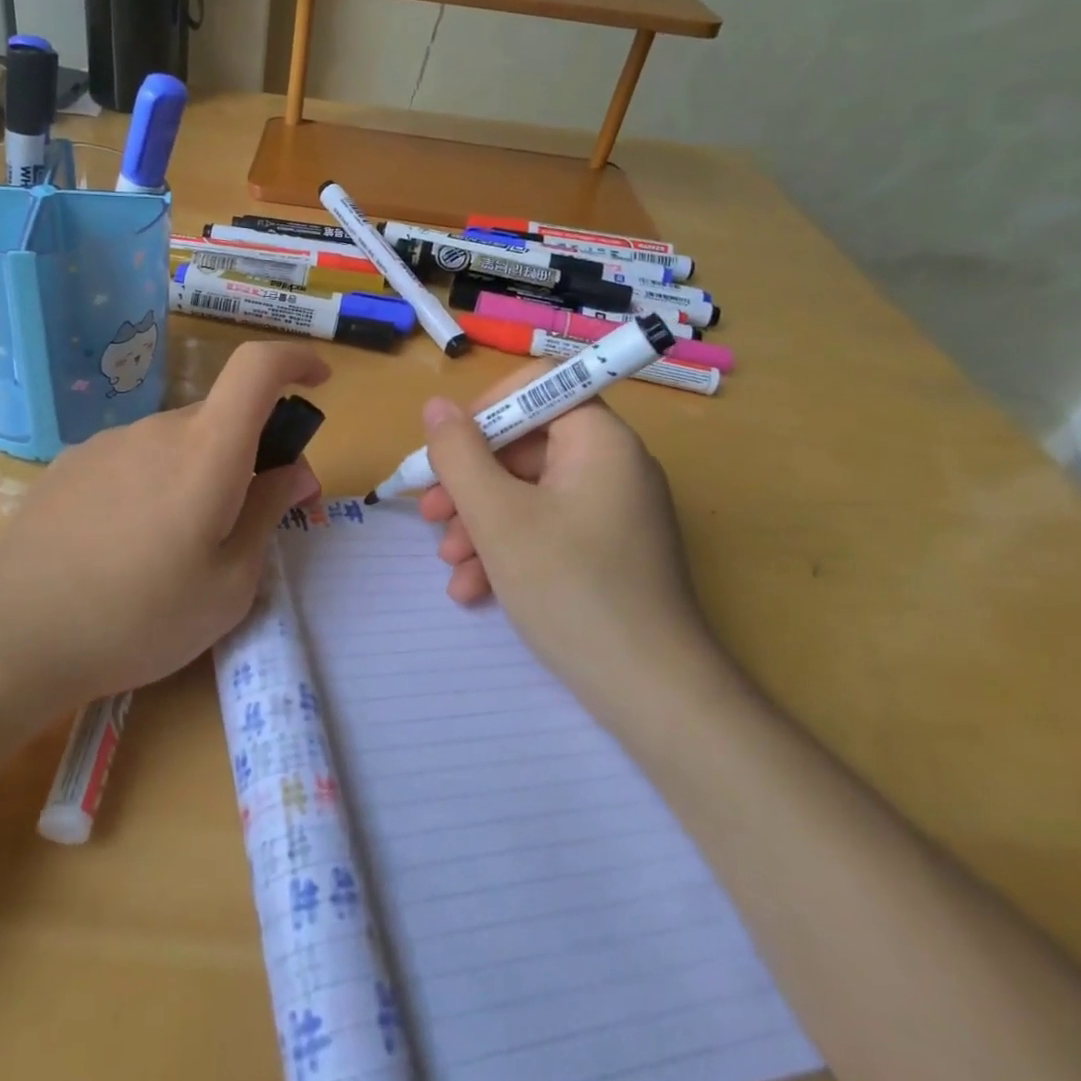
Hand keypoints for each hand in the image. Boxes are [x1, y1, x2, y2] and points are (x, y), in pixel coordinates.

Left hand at [0, 342, 326, 707]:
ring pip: (176, 444)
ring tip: (176, 549)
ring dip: (196, 475)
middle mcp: (157, 430)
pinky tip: (125, 546)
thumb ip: (269, 514)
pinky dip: (153, 485)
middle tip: (247, 520)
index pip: (257, 368)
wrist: (11, 635)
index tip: (319, 383)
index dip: (295, 361)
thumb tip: (294, 471)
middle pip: (221, 420)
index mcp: (206, 451)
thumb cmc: (139, 618)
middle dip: (248, 454)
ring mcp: (108, 443)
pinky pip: (134, 460)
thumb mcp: (229, 585)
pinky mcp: (72, 464)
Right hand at [417, 364, 722, 707]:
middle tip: (429, 514)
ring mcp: (611, 510)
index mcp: (598, 439)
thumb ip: (458, 454)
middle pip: (525, 446)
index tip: (447, 453)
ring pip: (528, 493)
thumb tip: (436, 405)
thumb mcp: (497, 517)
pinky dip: (507, 549)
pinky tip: (474, 589)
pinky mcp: (607, 550)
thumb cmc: (569, 588)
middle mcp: (612, 464)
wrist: (651, 692)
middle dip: (470, 481)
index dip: (484, 411)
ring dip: (479, 521)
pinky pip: (547, 528)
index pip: (537, 387)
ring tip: (449, 563)